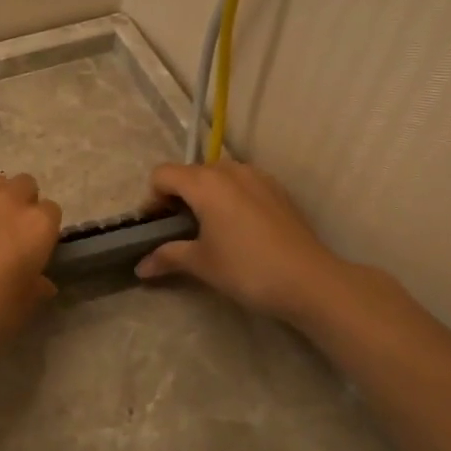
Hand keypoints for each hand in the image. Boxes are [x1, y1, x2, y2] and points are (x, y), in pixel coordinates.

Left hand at [0, 174, 62, 364]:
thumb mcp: (24, 306)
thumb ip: (37, 287)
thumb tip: (41, 282)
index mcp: (37, 224)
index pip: (53, 212)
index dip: (46, 231)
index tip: (37, 251)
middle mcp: (9, 203)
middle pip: (25, 185)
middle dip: (24, 203)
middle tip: (15, 234)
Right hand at [136, 160, 356, 323]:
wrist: (309, 280)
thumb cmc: (247, 269)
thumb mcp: (202, 264)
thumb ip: (168, 257)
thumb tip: (141, 268)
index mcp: (205, 183)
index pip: (163, 174)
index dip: (152, 198)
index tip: (155, 226)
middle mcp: (230, 170)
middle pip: (190, 172)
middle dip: (178, 196)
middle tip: (178, 229)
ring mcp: (258, 177)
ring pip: (218, 175)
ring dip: (205, 195)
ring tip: (209, 228)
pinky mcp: (278, 189)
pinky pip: (243, 184)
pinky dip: (231, 197)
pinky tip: (239, 229)